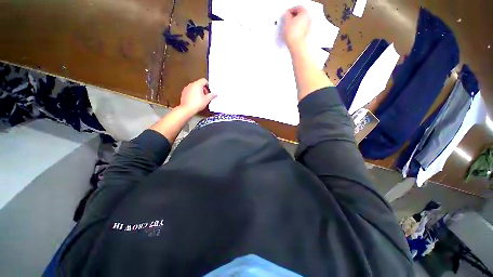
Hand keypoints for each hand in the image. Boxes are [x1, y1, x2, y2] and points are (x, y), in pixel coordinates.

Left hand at [178, 78, 215, 114]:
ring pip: (194, 88)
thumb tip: (215, 94)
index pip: (204, 80)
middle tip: (206, 96)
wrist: (187, 109)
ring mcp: (187, 89)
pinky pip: (190, 91)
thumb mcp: (207, 100)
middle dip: (203, 89)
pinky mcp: (184, 93)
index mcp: (197, 84)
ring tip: (201, 99)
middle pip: (199, 84)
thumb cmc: (196, 104)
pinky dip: (193, 94)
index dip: (208, 85)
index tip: (209, 91)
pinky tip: (196, 100)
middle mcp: (191, 85)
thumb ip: (212, 95)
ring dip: (198, 92)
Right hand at [282, 6, 310, 51]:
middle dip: (293, 17)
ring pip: (300, 22)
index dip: (290, 10)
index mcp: (305, 13)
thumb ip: (286, 16)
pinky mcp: (305, 34)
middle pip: (300, 15)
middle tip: (286, 20)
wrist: (296, 45)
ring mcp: (308, 27)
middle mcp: (308, 19)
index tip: (286, 14)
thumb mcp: (286, 22)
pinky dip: (296, 29)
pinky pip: (300, 29)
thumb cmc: (293, 33)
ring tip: (288, 27)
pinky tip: (291, 33)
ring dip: (294, 23)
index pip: (297, 8)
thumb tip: (286, 15)